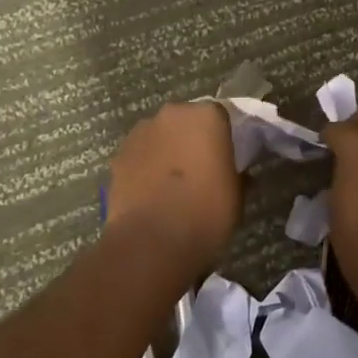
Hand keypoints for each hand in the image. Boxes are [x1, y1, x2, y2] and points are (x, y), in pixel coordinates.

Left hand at [106, 102, 242, 272]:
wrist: (151, 243)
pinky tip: (151, 193)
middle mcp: (173, 114)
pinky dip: (146, 167)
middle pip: (187, 122)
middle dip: (193, 140)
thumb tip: (238, 174)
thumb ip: (238, 174)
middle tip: (201, 169)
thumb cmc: (205, 213)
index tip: (227, 159)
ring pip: (160, 136)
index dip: (224, 137)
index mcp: (208, 116)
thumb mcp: (237, 195)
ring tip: (173, 184)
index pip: (221, 116)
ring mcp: (141, 132)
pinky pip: (140, 155)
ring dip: (167, 151)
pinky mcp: (118, 156)